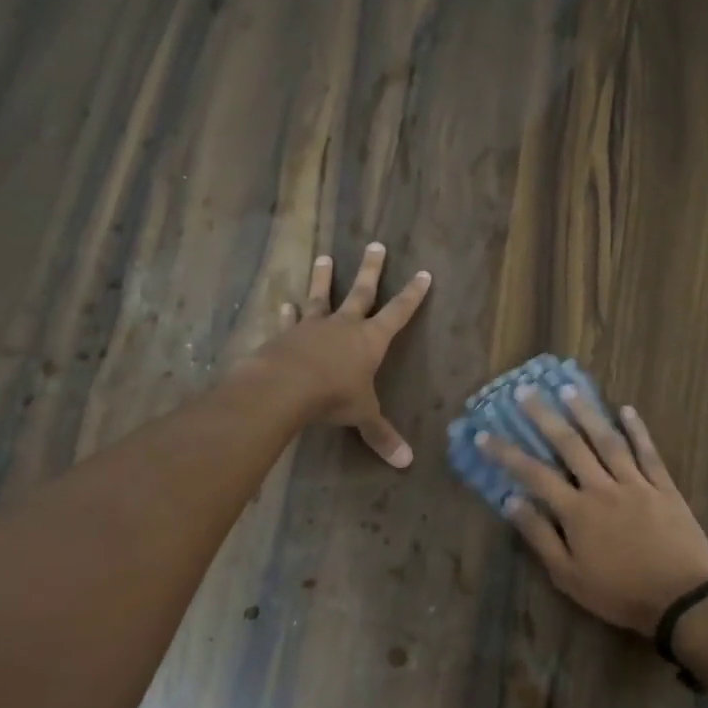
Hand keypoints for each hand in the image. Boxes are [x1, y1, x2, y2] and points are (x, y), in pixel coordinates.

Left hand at [258, 242, 431, 466]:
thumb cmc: (334, 396)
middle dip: (371, 270)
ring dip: (324, 278)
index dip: (412, 295)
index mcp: (370, 340)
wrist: (286, 386)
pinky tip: (284, 303)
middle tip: (375, 245)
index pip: (398, 313)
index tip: (423, 273)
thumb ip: (381, 435)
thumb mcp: (363, 415)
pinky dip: (287, 313)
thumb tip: (406, 462)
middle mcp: (344, 326)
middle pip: (361, 292)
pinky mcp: (286, 334)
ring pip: (321, 296)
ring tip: (325, 258)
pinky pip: (290, 320)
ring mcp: (313, 327)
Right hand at [477, 387, 707, 635]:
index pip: (533, 474)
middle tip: (526, 390)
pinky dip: (637, 430)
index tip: (484, 435)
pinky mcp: (664, 488)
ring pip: (607, 441)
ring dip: (586, 412)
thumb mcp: (568, 575)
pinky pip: (648, 453)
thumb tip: (511, 501)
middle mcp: (602, 488)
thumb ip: (540, 536)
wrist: (681, 600)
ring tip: (569, 388)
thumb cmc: (619, 593)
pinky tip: (626, 410)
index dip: (506, 453)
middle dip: (544, 416)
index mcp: (576, 511)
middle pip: (570, 445)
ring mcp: (636, 484)